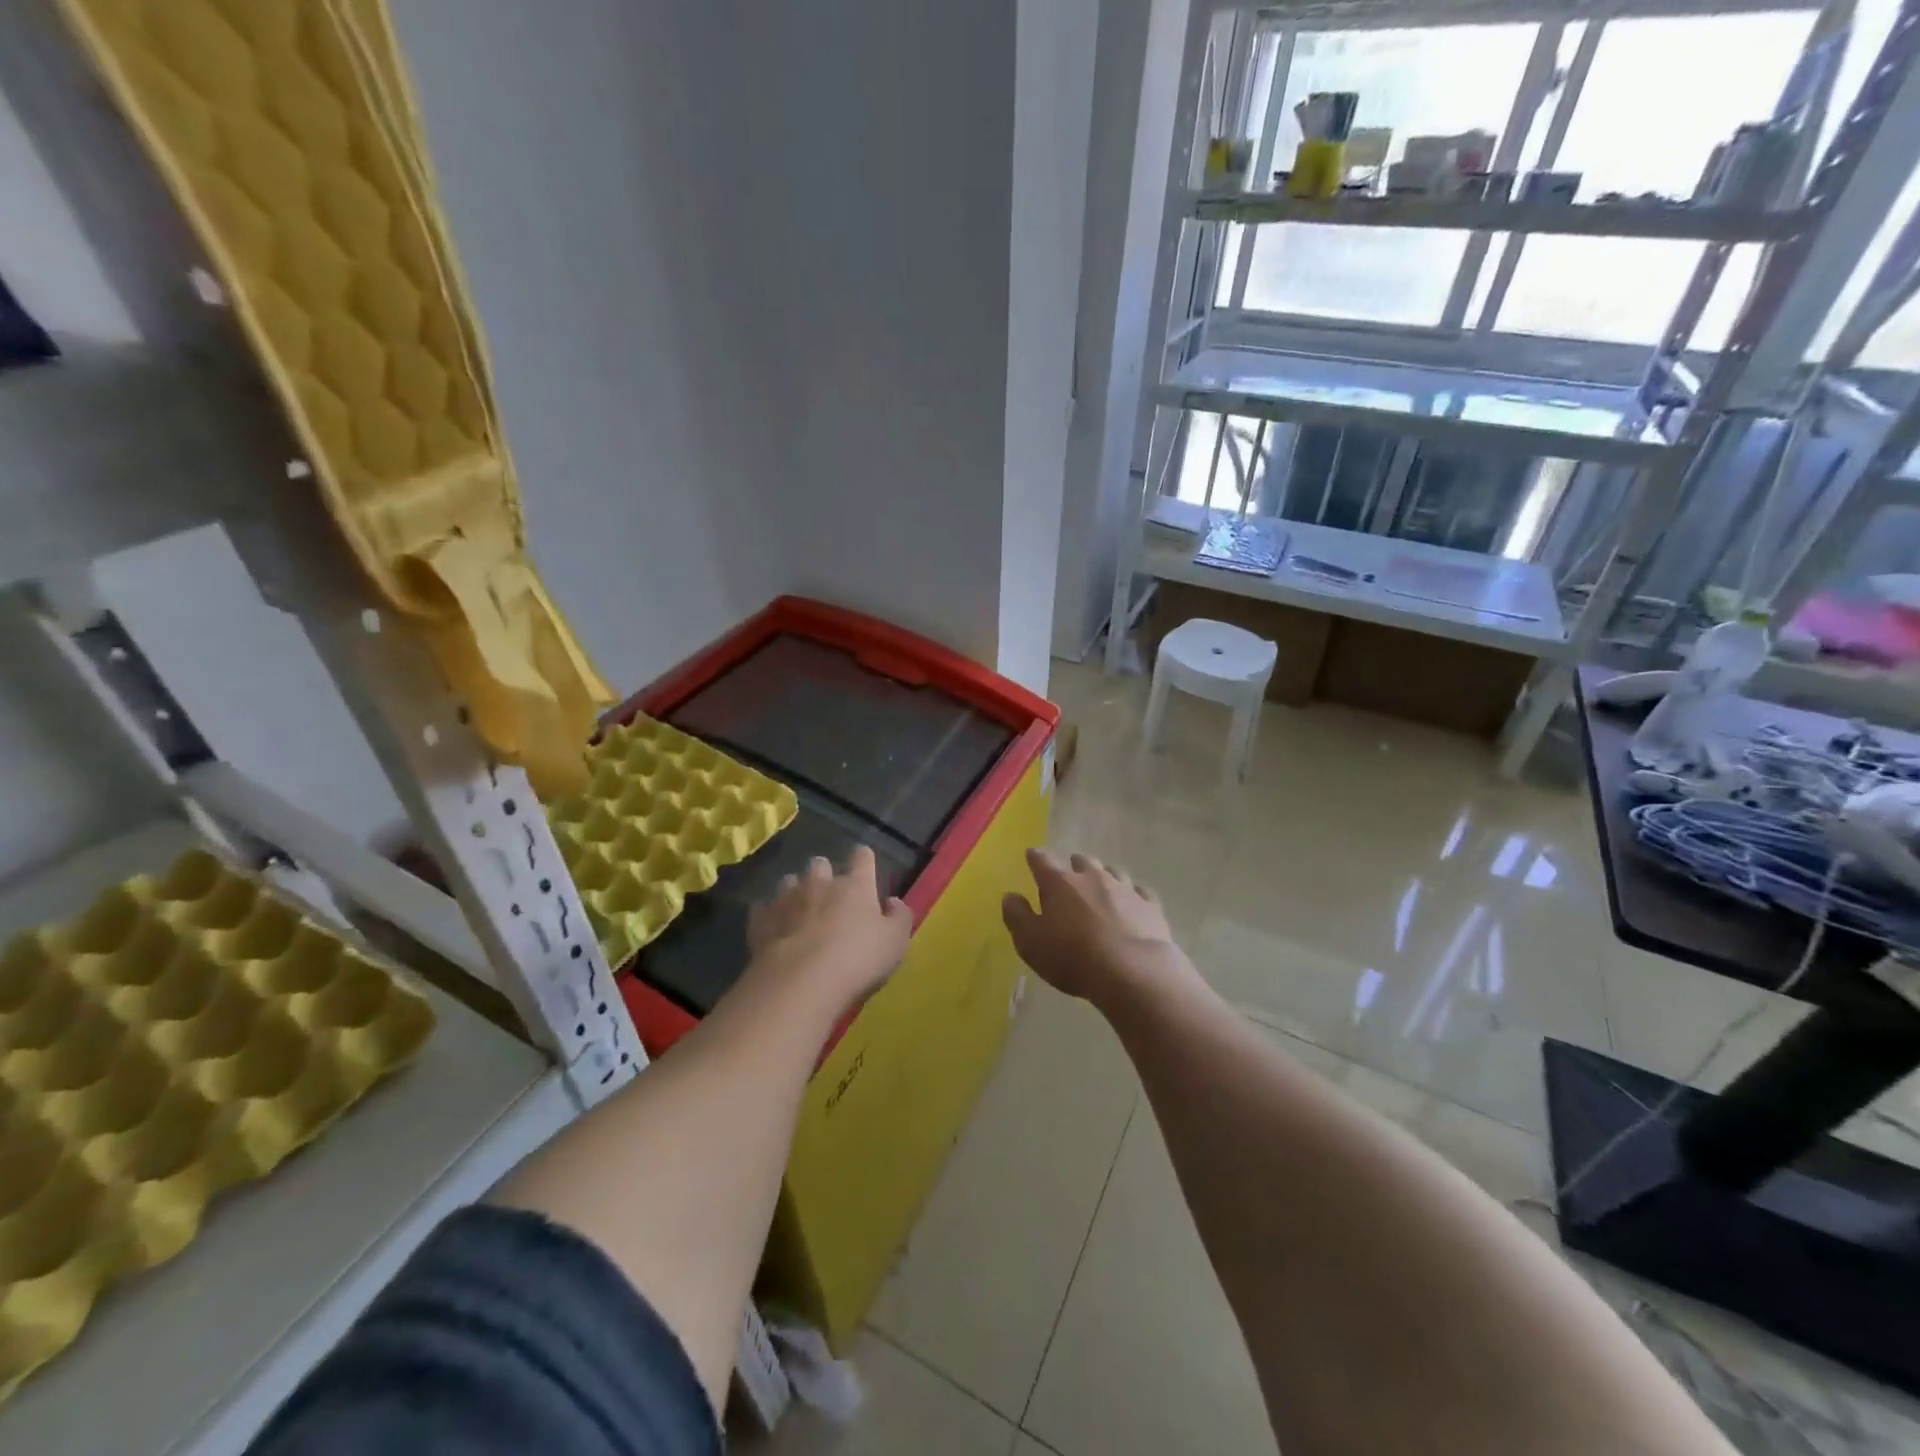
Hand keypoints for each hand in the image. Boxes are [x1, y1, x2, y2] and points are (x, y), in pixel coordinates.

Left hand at [748, 846, 912, 1006]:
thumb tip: (892, 902)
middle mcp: (820, 883)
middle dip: (824, 874)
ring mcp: (786, 899)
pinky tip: (775, 928)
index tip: (865, 868)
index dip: (864, 860)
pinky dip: (770, 914)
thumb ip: (900, 917)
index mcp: (855, 885)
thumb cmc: (857, 959)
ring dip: (796, 891)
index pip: (862, 857)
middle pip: (820, 864)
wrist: (801, 982)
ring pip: (789, 881)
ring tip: (799, 911)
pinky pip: (764, 908)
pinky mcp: (760, 920)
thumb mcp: (896, 942)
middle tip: (830, 896)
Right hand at [1001, 849, 1182, 1005]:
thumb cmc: (1073, 957)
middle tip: (1069, 879)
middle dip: (1074, 867)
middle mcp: (1092, 877)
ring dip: (1103, 878)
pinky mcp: (1150, 905)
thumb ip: (1017, 916)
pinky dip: (1133, 896)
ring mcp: (1125, 889)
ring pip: (1112, 872)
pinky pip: (1140, 892)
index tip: (1032, 855)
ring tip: (1100, 890)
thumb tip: (1010, 896)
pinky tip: (1132, 905)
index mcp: (1060, 883)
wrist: (1133, 972)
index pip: (1042, 861)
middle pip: (1082, 862)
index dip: (1035, 858)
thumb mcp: (1031, 943)